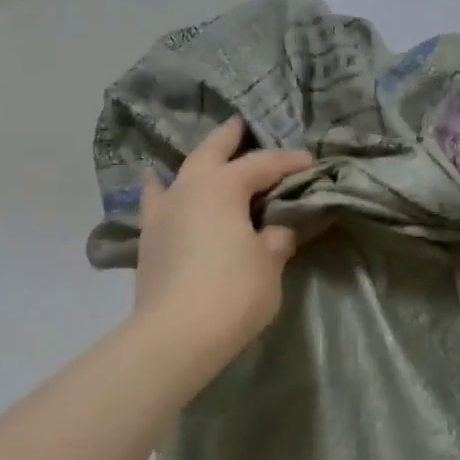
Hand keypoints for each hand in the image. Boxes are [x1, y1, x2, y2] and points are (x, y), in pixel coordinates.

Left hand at [133, 117, 313, 364]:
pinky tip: (157, 185)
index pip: (262, 165)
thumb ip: (278, 236)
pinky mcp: (149, 239)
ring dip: (195, 161)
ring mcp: (162, 212)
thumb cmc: (233, 291)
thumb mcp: (270, 262)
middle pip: (211, 152)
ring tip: (204, 155)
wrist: (176, 335)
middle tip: (242, 124)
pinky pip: (156, 201)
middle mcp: (188, 188)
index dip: (288, 162)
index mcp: (222, 187)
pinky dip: (160, 189)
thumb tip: (282, 227)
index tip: (310, 162)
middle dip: (230, 138)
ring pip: (179, 173)